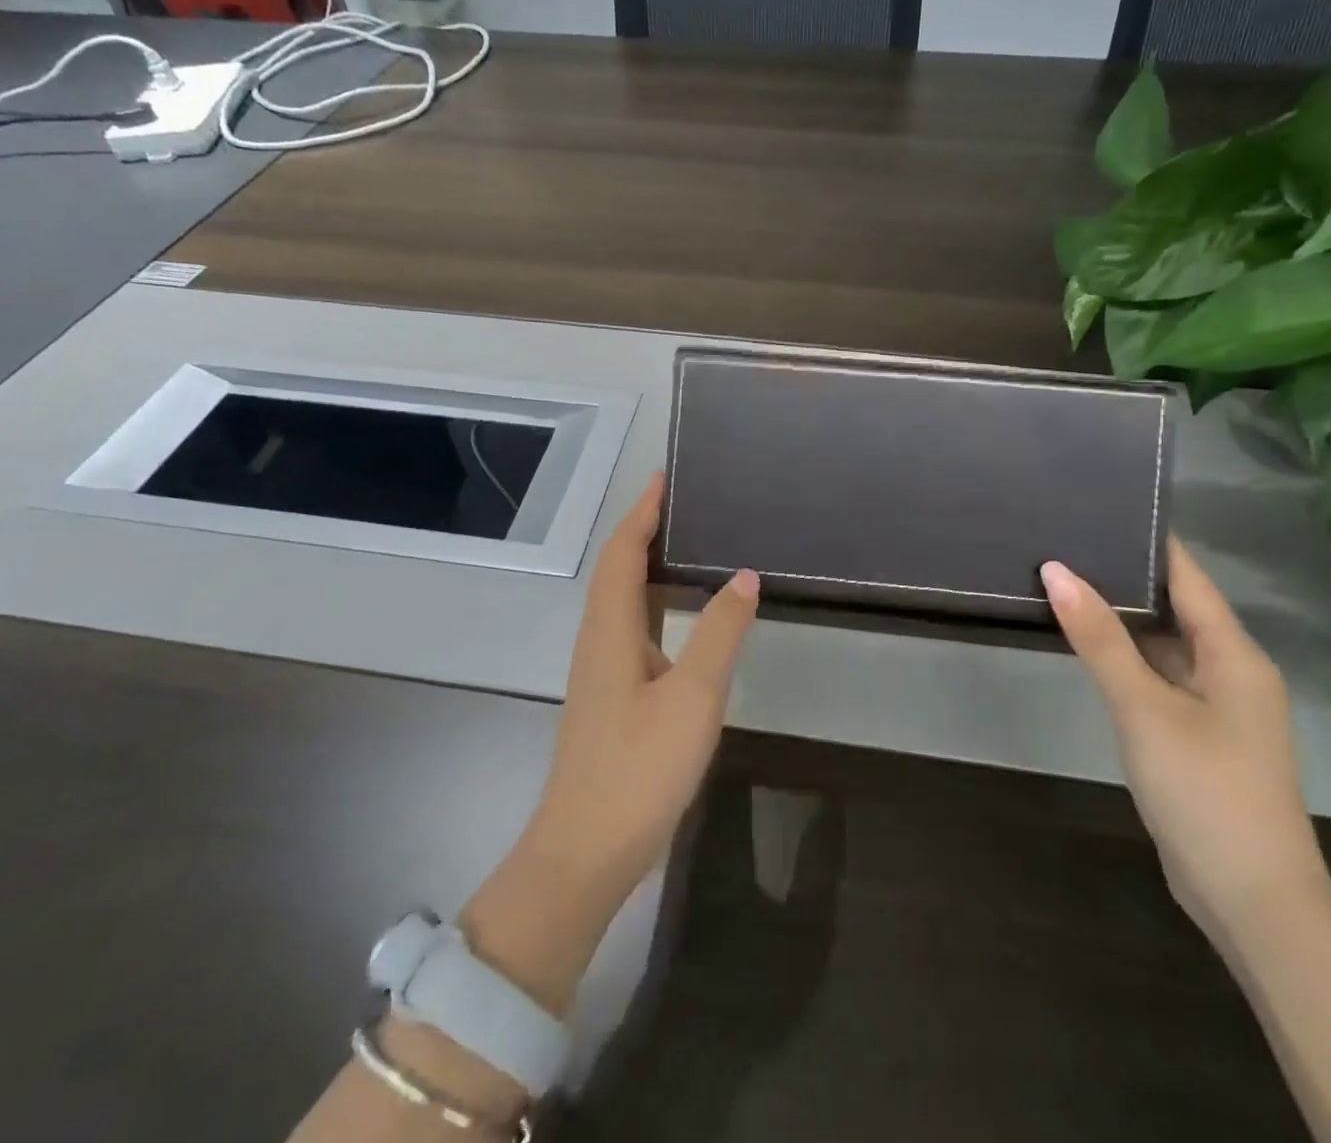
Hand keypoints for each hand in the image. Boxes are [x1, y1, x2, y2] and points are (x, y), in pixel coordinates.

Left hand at [461, 473, 759, 1014]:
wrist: (586, 851)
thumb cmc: (639, 768)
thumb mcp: (693, 697)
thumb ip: (719, 633)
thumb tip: (744, 576)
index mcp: (610, 630)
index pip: (622, 553)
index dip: (642, 513)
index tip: (663, 478)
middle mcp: (598, 641)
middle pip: (615, 569)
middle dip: (642, 530)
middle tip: (681, 504)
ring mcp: (600, 672)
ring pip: (619, 600)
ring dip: (643, 564)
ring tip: (682, 544)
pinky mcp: (609, 697)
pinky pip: (627, 627)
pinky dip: (648, 600)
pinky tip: (675, 616)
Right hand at [1041, 539, 1330, 948]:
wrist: (1253, 901)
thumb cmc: (1204, 790)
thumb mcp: (1144, 707)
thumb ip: (1099, 638)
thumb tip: (1056, 569)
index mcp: (1235, 654)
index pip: (1187, 576)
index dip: (1148, 541)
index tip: (1100, 506)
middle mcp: (1232, 670)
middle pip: (1175, 606)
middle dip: (1124, 577)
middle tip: (1064, 542)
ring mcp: (1217, 706)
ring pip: (1164, 644)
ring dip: (1121, 620)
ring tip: (1064, 582)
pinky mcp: (1199, 735)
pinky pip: (1159, 677)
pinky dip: (1126, 658)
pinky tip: (1086, 646)